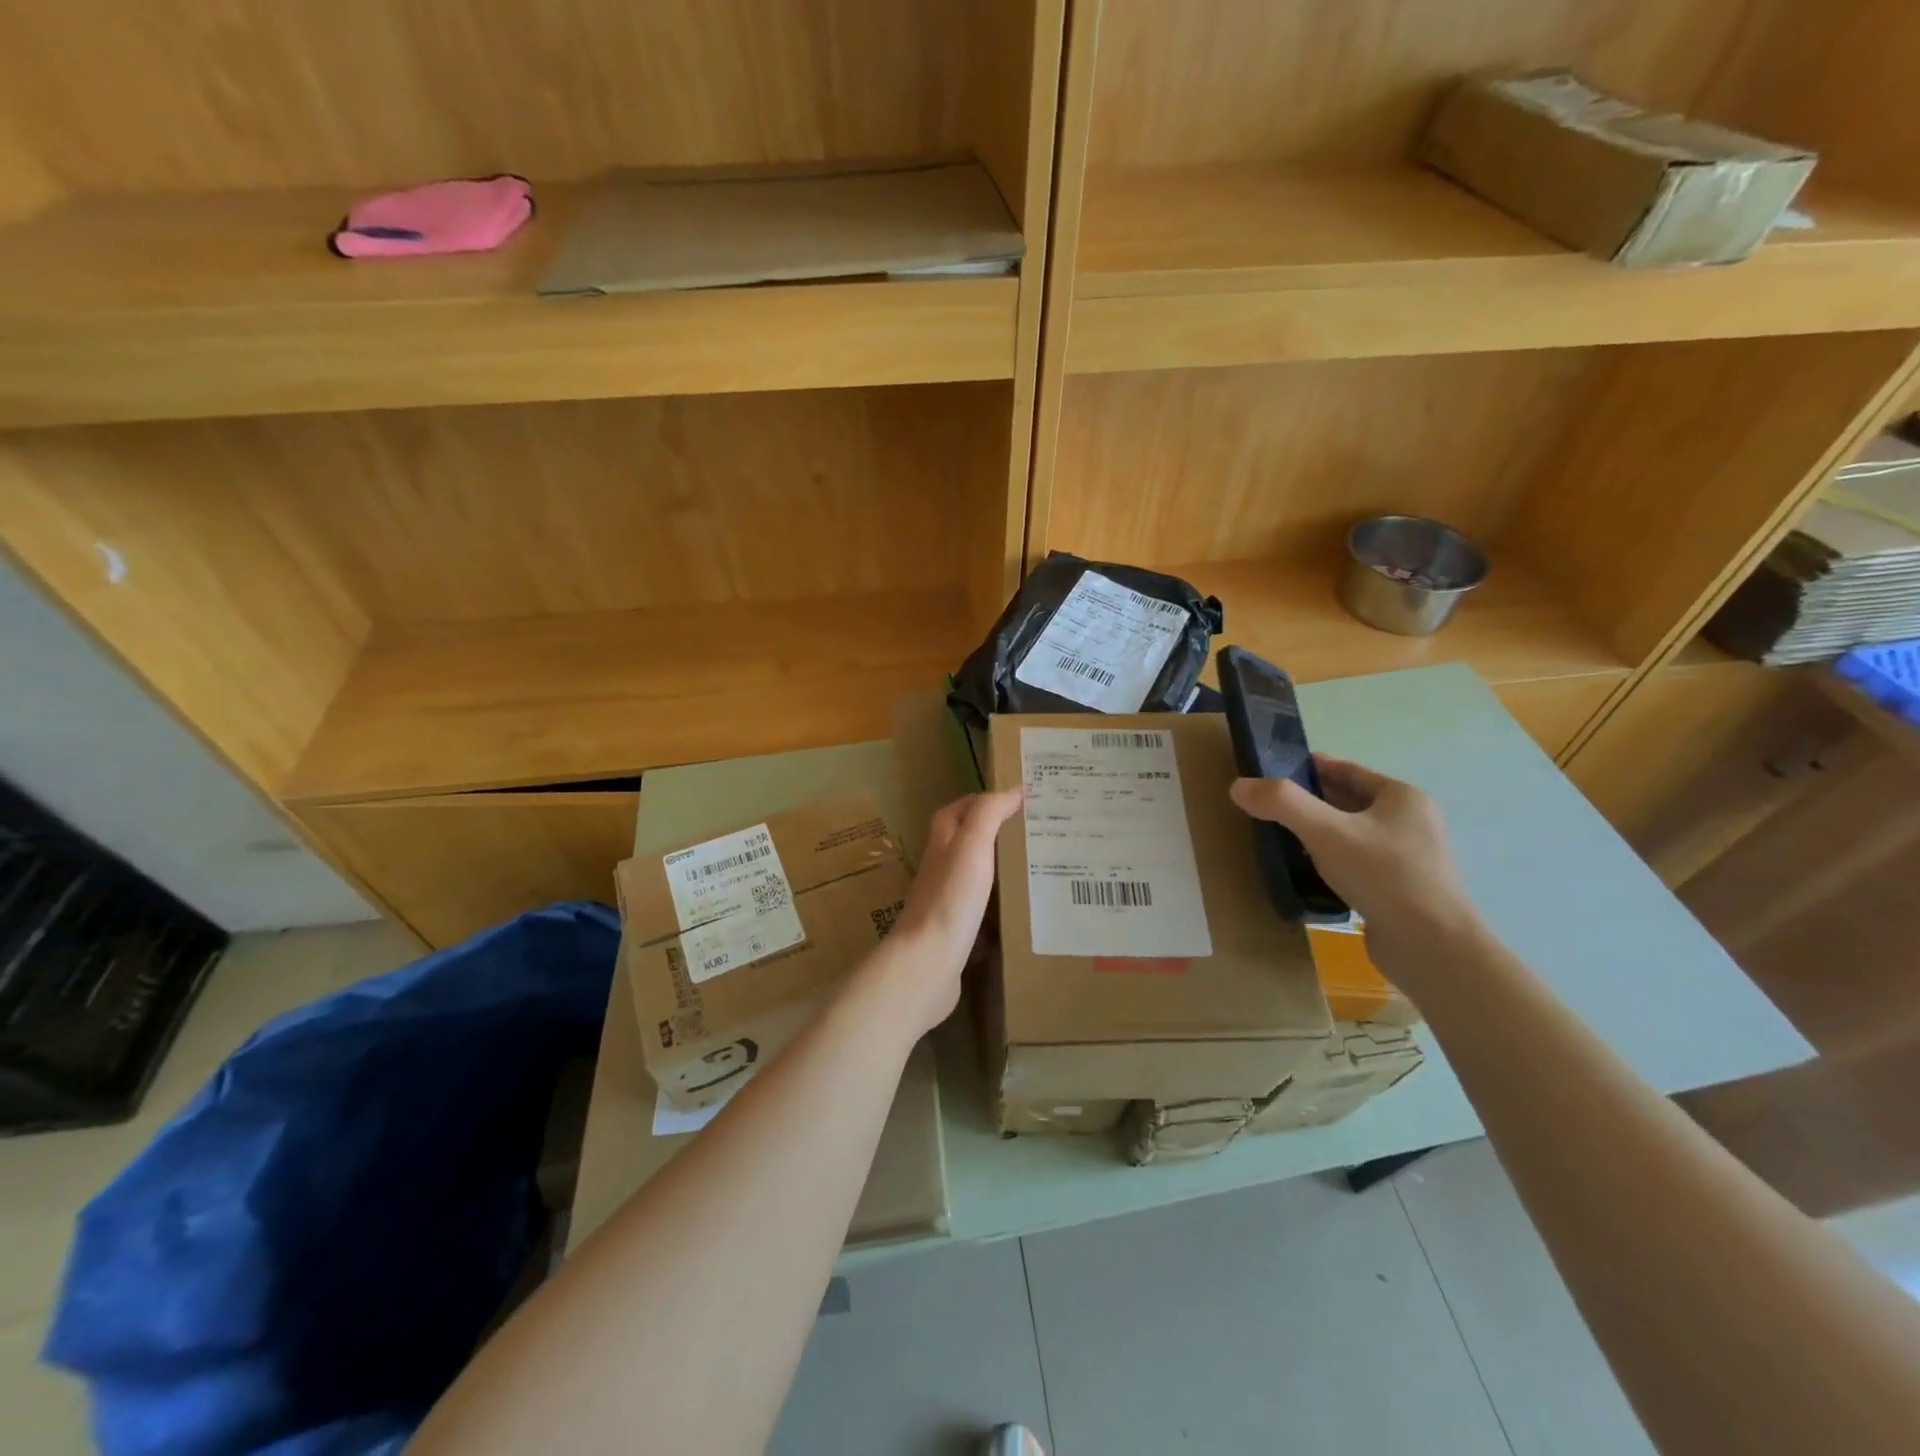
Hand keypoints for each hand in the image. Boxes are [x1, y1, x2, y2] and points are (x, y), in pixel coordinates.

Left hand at [877, 788, 1023, 1035]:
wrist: (928, 962)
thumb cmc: (950, 898)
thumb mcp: (972, 845)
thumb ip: (988, 814)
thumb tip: (1013, 789)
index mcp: (942, 843)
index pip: (957, 811)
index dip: (982, 801)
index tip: (1018, 800)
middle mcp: (940, 869)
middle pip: (966, 842)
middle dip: (995, 834)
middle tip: (1033, 834)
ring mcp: (946, 902)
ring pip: (975, 876)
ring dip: (1000, 869)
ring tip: (1035, 868)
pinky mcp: (956, 932)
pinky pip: (981, 910)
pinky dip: (1000, 904)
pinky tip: (1021, 910)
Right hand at [1229, 756, 1480, 976]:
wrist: (1430, 948)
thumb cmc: (1383, 876)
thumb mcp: (1325, 831)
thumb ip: (1281, 803)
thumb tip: (1238, 786)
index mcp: (1402, 798)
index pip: (1347, 770)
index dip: (1309, 767)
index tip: (1273, 771)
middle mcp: (1410, 823)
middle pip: (1348, 802)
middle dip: (1310, 802)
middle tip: (1269, 807)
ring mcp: (1408, 859)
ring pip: (1351, 835)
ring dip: (1319, 834)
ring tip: (1280, 839)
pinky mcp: (1399, 891)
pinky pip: (1356, 864)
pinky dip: (1330, 862)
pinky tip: (1306, 873)